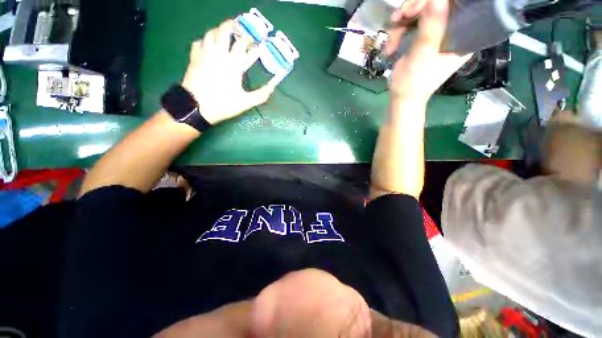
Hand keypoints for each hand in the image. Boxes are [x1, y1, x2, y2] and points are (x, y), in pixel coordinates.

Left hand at [182, 20, 274, 124]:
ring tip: (222, 32)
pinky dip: (204, 41)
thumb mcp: (245, 102)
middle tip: (236, 24)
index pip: (242, 43)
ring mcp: (204, 54)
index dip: (248, 39)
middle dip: (231, 25)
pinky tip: (207, 45)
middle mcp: (218, 53)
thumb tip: (272, 87)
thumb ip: (261, 95)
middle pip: (224, 31)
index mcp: (233, 63)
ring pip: (210, 34)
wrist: (196, 107)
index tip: (253, 40)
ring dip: (217, 30)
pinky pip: (198, 43)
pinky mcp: (193, 58)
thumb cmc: (223, 104)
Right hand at [385, 0, 471, 104]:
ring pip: (421, 11)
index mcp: (463, 37)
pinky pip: (410, 23)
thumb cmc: (414, 84)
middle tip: (403, 16)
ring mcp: (436, 33)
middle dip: (417, 7)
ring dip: (402, 22)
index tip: (422, 6)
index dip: (444, 1)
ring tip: (392, 39)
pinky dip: (397, 33)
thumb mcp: (422, 57)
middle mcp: (452, 31)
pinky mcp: (422, 37)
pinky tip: (390, 47)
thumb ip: (430, 29)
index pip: (462, 6)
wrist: (401, 98)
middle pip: (439, 4)